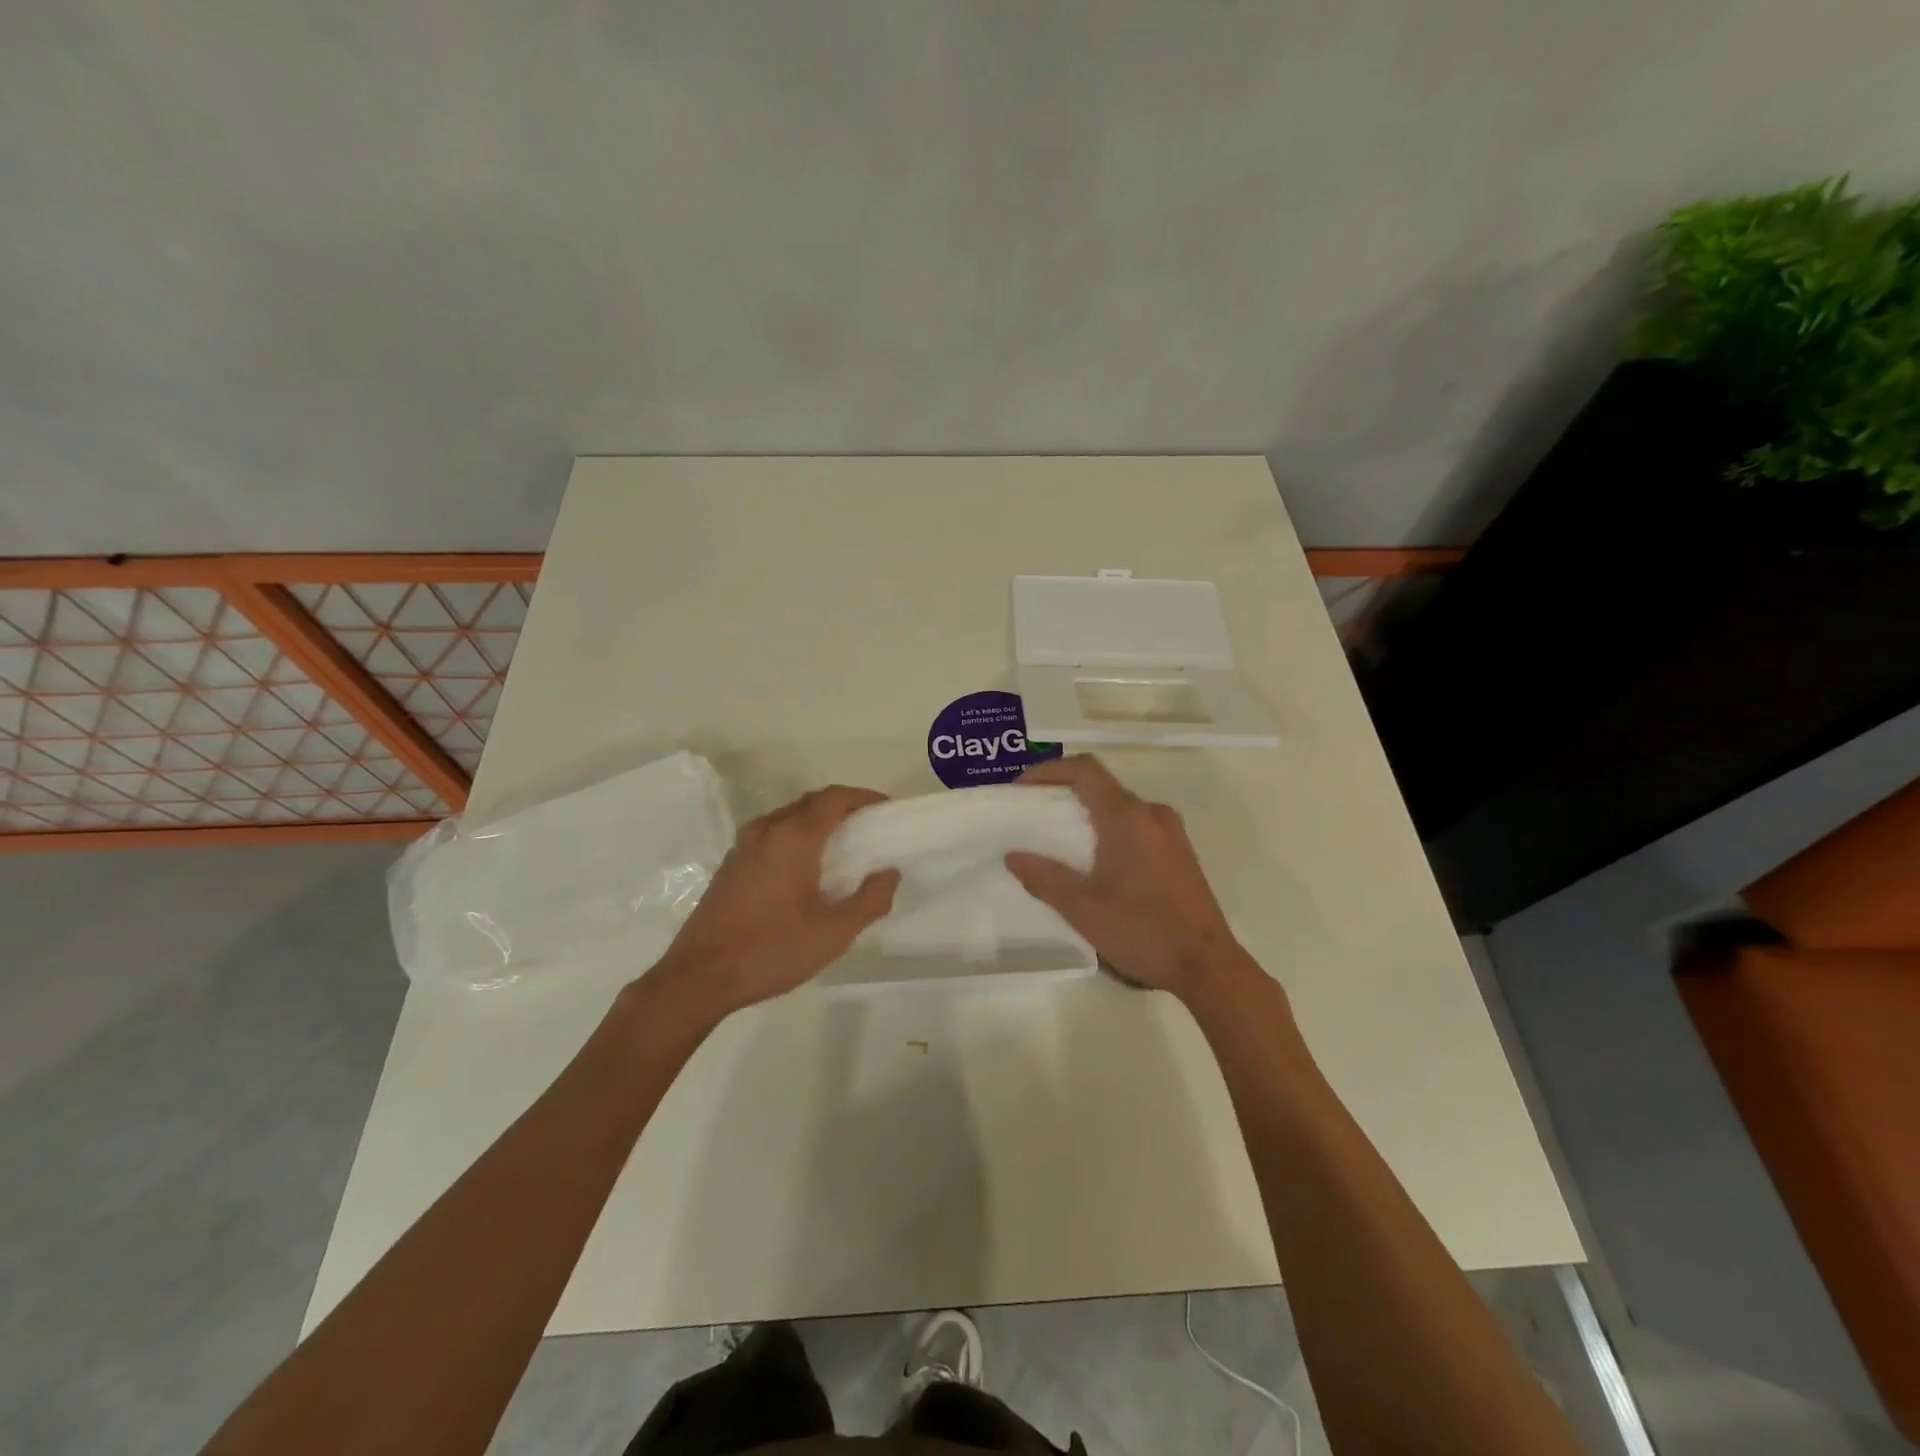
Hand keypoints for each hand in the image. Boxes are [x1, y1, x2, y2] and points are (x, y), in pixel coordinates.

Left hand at [653, 787, 898, 1016]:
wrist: (698, 977)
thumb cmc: (771, 950)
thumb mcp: (834, 933)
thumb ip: (870, 900)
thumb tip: (889, 873)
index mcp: (793, 837)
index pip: (834, 798)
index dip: (863, 797)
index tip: (886, 809)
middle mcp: (766, 830)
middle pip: (810, 802)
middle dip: (842, 807)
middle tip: (868, 827)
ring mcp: (743, 847)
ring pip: (787, 817)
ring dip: (816, 821)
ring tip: (841, 846)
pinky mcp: (730, 865)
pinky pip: (770, 835)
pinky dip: (794, 836)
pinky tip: (804, 868)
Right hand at [1005, 756, 1242, 998]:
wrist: (1207, 965)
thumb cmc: (1142, 931)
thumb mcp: (1083, 909)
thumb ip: (1044, 878)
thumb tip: (1013, 856)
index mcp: (1127, 817)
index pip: (1085, 770)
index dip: (1049, 771)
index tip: (1022, 789)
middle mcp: (1152, 814)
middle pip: (1101, 786)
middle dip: (1064, 794)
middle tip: (1033, 817)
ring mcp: (1171, 832)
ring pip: (1120, 807)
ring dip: (1088, 814)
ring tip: (1059, 841)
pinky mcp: (1179, 852)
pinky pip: (1137, 825)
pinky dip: (1109, 829)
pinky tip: (1095, 862)